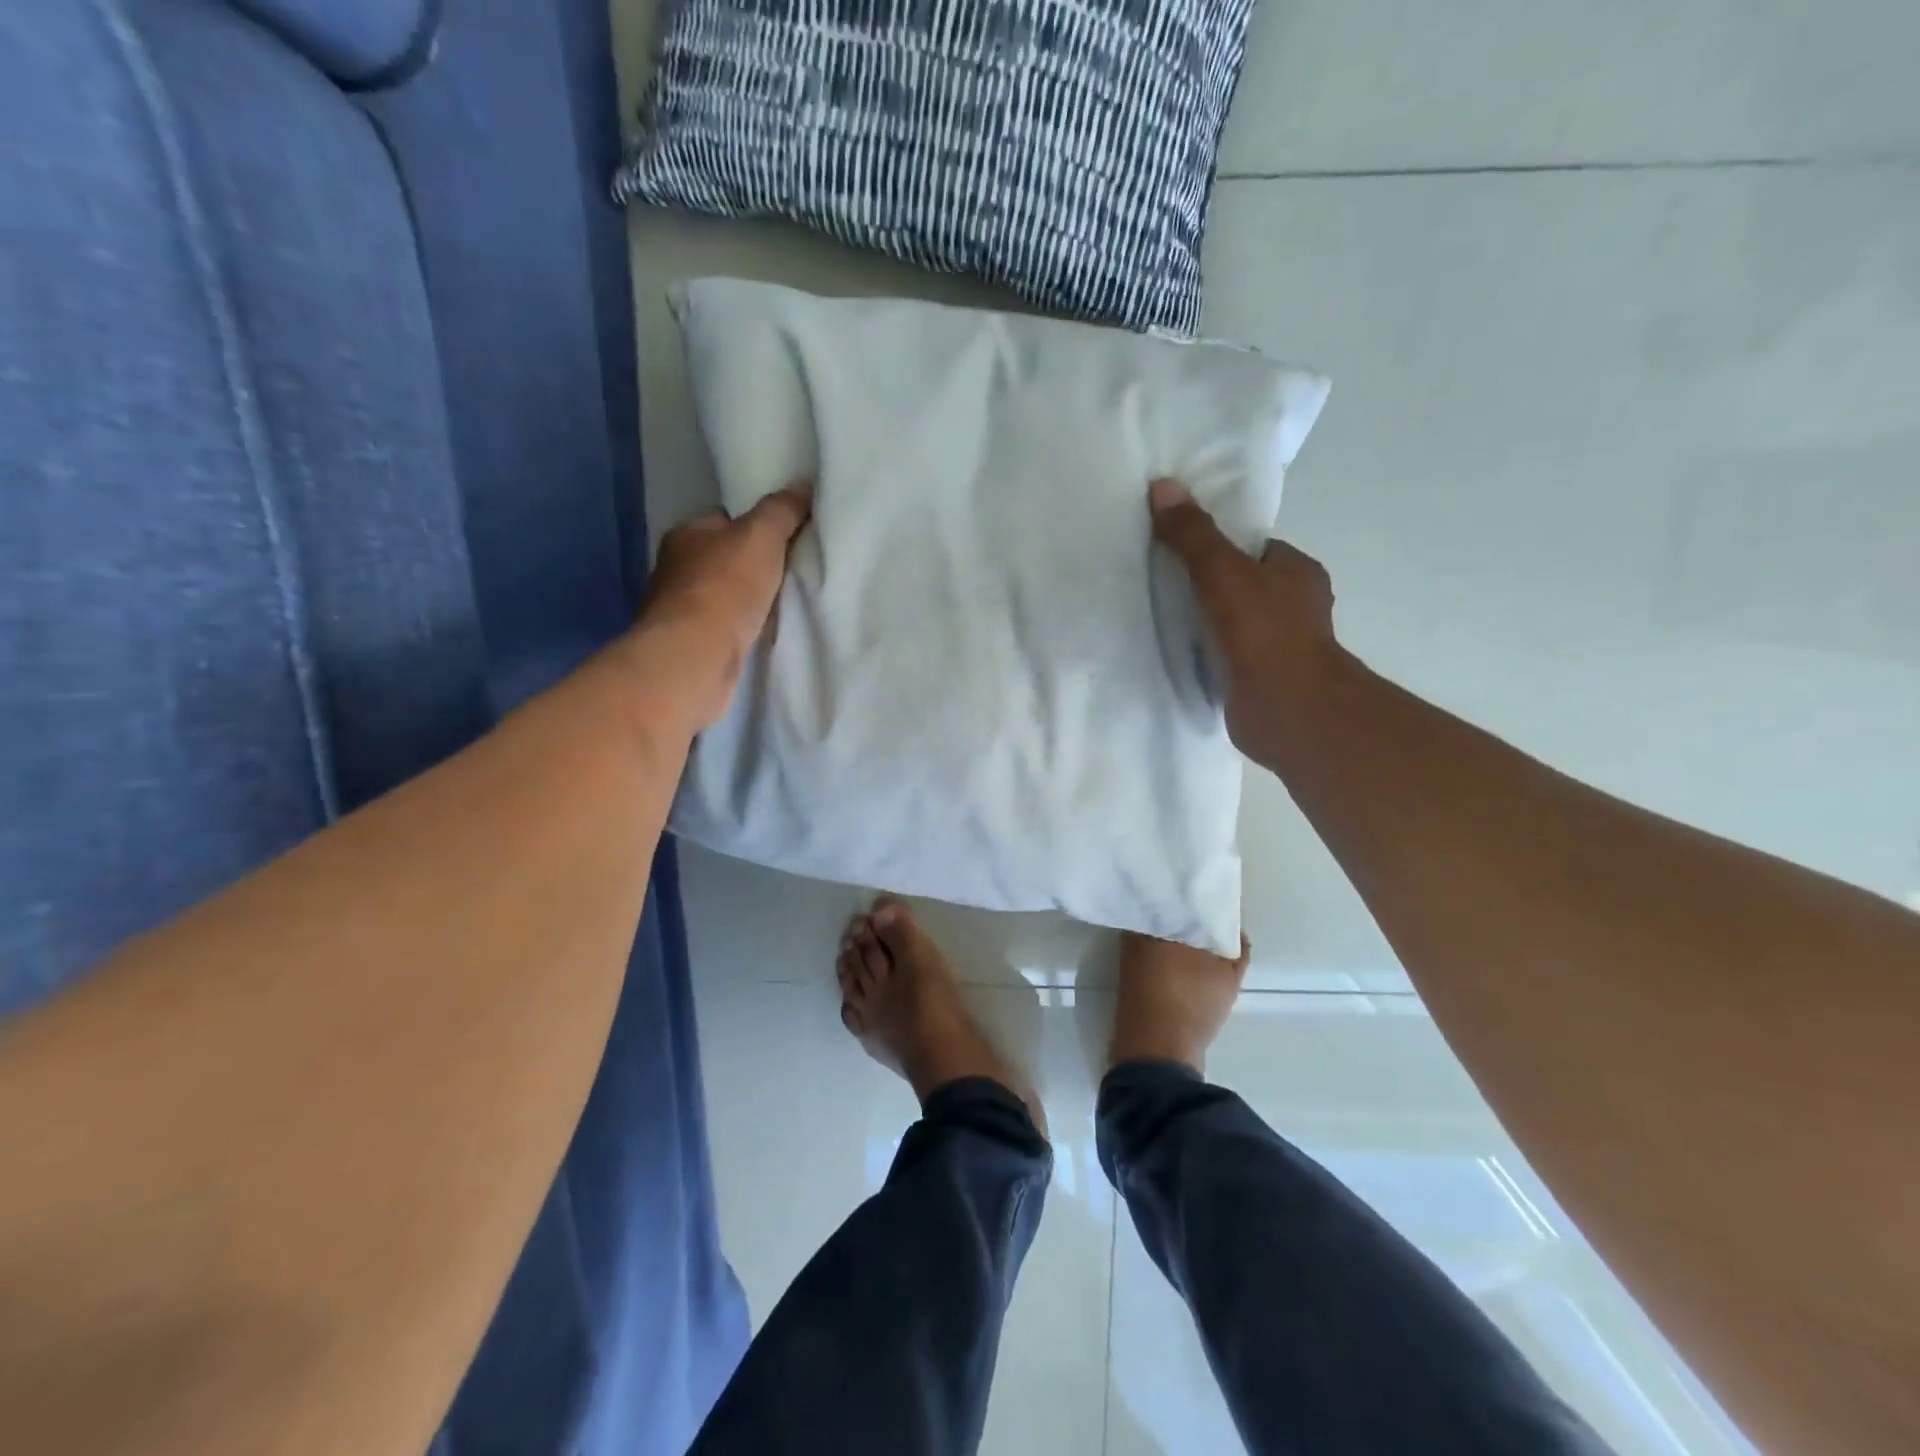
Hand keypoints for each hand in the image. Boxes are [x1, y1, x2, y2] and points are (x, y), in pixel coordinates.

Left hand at [635, 483, 812, 729]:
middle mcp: (675, 568)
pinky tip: (762, 633)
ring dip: (746, 600)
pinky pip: (723, 626)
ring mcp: (679, 609)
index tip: (785, 538)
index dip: (754, 526)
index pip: (723, 520)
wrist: (696, 657)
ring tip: (784, 604)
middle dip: (751, 565)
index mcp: (686, 534)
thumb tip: (804, 483)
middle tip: (791, 572)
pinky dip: (741, 628)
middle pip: (722, 558)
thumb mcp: (761, 537)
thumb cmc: (725, 588)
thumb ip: (782, 510)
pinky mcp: (689, 644)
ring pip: (723, 595)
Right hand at [1148, 478, 1341, 763]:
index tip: (1182, 552)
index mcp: (1298, 572)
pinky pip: (1228, 657)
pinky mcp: (1262, 681)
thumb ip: (1192, 535)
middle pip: (1244, 586)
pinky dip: (1208, 656)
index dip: (1220, 548)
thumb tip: (1163, 486)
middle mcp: (1296, 607)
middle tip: (1164, 585)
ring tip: (1164, 620)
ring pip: (1236, 624)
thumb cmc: (1262, 632)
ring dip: (1207, 624)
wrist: (1286, 710)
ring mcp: (1280, 648)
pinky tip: (1180, 656)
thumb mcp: (1221, 571)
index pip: (1255, 549)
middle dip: (1209, 587)